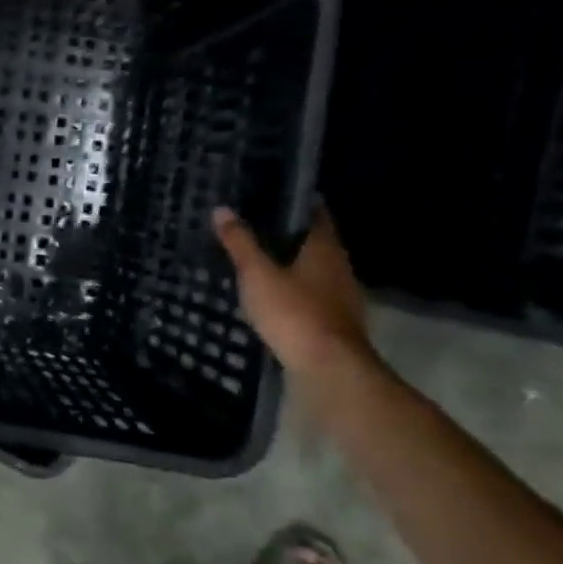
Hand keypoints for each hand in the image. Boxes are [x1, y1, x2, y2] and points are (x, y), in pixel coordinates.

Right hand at [212, 205, 376, 379]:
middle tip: (254, 226)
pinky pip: (312, 296)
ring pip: (314, 270)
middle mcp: (339, 267)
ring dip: (291, 265)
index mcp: (325, 248)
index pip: (315, 213)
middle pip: (315, 242)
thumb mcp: (257, 274)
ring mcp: (341, 297)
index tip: (271, 194)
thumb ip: (240, 242)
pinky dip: (294, 291)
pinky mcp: (333, 322)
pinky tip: (272, 296)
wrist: (327, 369)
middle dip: (289, 234)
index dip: (296, 202)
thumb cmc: (293, 312)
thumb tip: (222, 209)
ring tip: (257, 260)